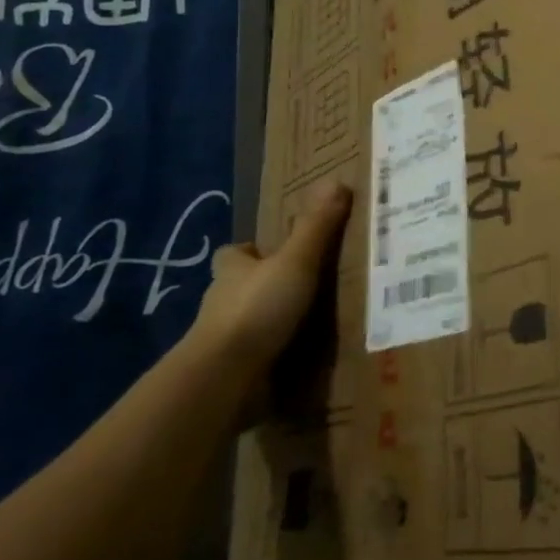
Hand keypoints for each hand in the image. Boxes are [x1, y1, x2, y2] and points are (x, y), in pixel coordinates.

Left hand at [188, 182, 351, 383]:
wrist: (225, 378)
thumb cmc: (257, 309)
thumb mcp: (295, 261)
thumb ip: (316, 226)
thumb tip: (336, 181)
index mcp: (233, 271)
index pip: (234, 254)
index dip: (251, 251)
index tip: (274, 252)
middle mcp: (223, 303)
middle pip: (242, 288)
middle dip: (266, 287)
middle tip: (306, 287)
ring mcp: (226, 342)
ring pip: (250, 325)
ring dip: (272, 325)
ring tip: (313, 325)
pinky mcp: (234, 374)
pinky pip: (258, 360)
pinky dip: (275, 359)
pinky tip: (302, 362)